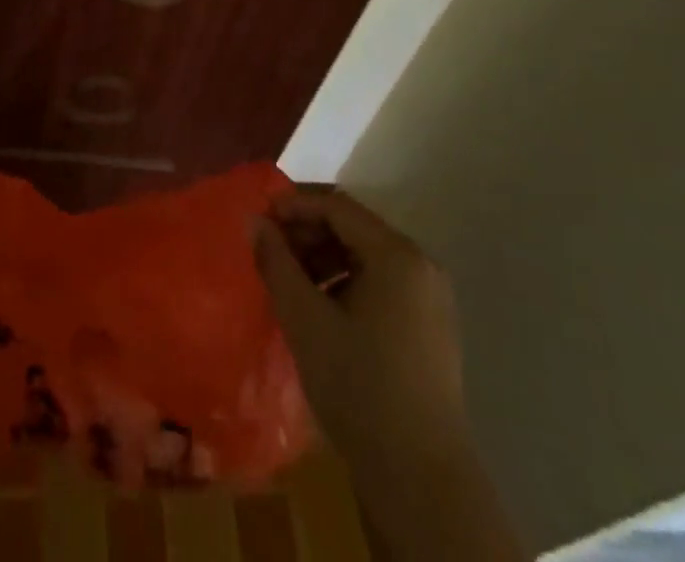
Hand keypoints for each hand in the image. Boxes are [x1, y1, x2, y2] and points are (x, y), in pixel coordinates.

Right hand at [256, 192, 522, 561]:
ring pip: (365, 256)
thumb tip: (255, 220)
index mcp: (397, 255)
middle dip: (307, 233)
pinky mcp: (428, 326)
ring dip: (323, 258)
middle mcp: (420, 264)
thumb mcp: (305, 319)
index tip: (258, 219)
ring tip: (288, 281)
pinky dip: (345, 282)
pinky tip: (318, 307)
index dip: (294, 205)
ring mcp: (429, 297)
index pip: (337, 206)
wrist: (420, 478)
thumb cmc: (359, 387)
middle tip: (269, 251)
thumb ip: (276, 262)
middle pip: (353, 228)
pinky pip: (380, 283)